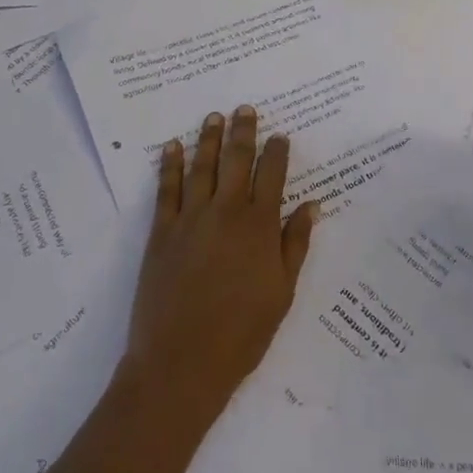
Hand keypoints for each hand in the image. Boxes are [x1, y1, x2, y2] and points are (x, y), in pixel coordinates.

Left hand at [123, 106, 319, 421]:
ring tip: (213, 117)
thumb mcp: (282, 291)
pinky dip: (170, 165)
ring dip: (208, 139)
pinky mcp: (161, 232)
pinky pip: (166, 190)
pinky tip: (172, 147)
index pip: (272, 175)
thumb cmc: (242, 333)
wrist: (181, 363)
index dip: (276, 152)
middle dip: (242, 131)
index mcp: (259, 226)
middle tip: (244, 109)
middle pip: (236, 160)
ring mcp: (191, 219)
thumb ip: (295, 244)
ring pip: (202, 167)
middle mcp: (226, 212)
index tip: (279, 136)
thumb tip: (310, 204)